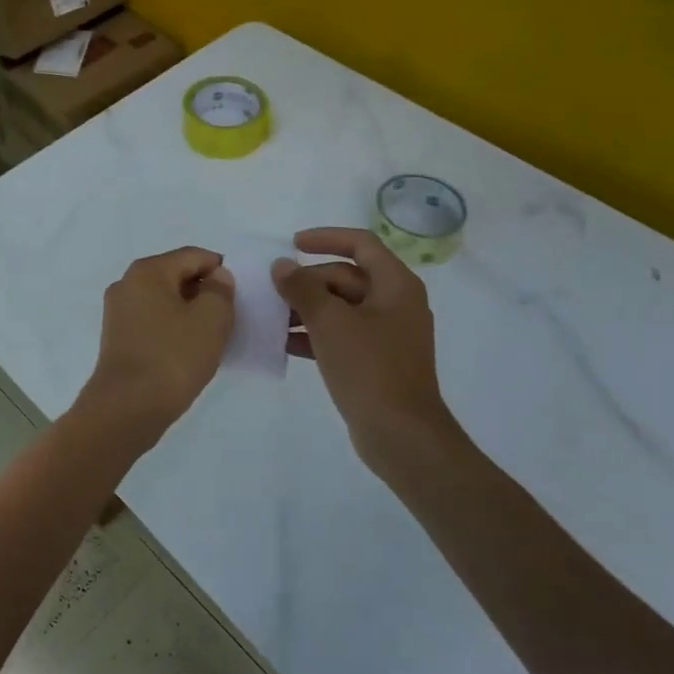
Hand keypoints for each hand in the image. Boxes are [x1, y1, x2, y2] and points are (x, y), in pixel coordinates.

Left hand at [75, 246, 234, 456]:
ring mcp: (118, 312)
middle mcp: (127, 283)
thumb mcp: (211, 320)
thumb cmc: (172, 358)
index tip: (241, 294)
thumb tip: (216, 277)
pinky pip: (153, 321)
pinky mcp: (117, 338)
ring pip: (165, 300)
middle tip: (231, 316)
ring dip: (190, 312)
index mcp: (147, 271)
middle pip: (177, 275)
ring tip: (213, 336)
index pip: (193, 256)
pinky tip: (190, 350)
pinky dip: (174, 328)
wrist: (127, 408)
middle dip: (205, 291)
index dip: (221, 269)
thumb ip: (220, 291)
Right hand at [272, 227, 463, 480]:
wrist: (402, 435)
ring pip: (341, 308)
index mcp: (395, 285)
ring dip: (307, 308)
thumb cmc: (369, 368)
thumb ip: (302, 288)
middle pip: (346, 277)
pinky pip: (342, 335)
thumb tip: (282, 266)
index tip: (292, 244)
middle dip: (308, 281)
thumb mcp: (329, 322)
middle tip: (273, 291)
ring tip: (272, 317)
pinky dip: (315, 334)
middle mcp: (396, 303)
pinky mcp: (376, 361)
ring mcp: (387, 334)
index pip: (361, 244)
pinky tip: (284, 344)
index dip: (326, 238)